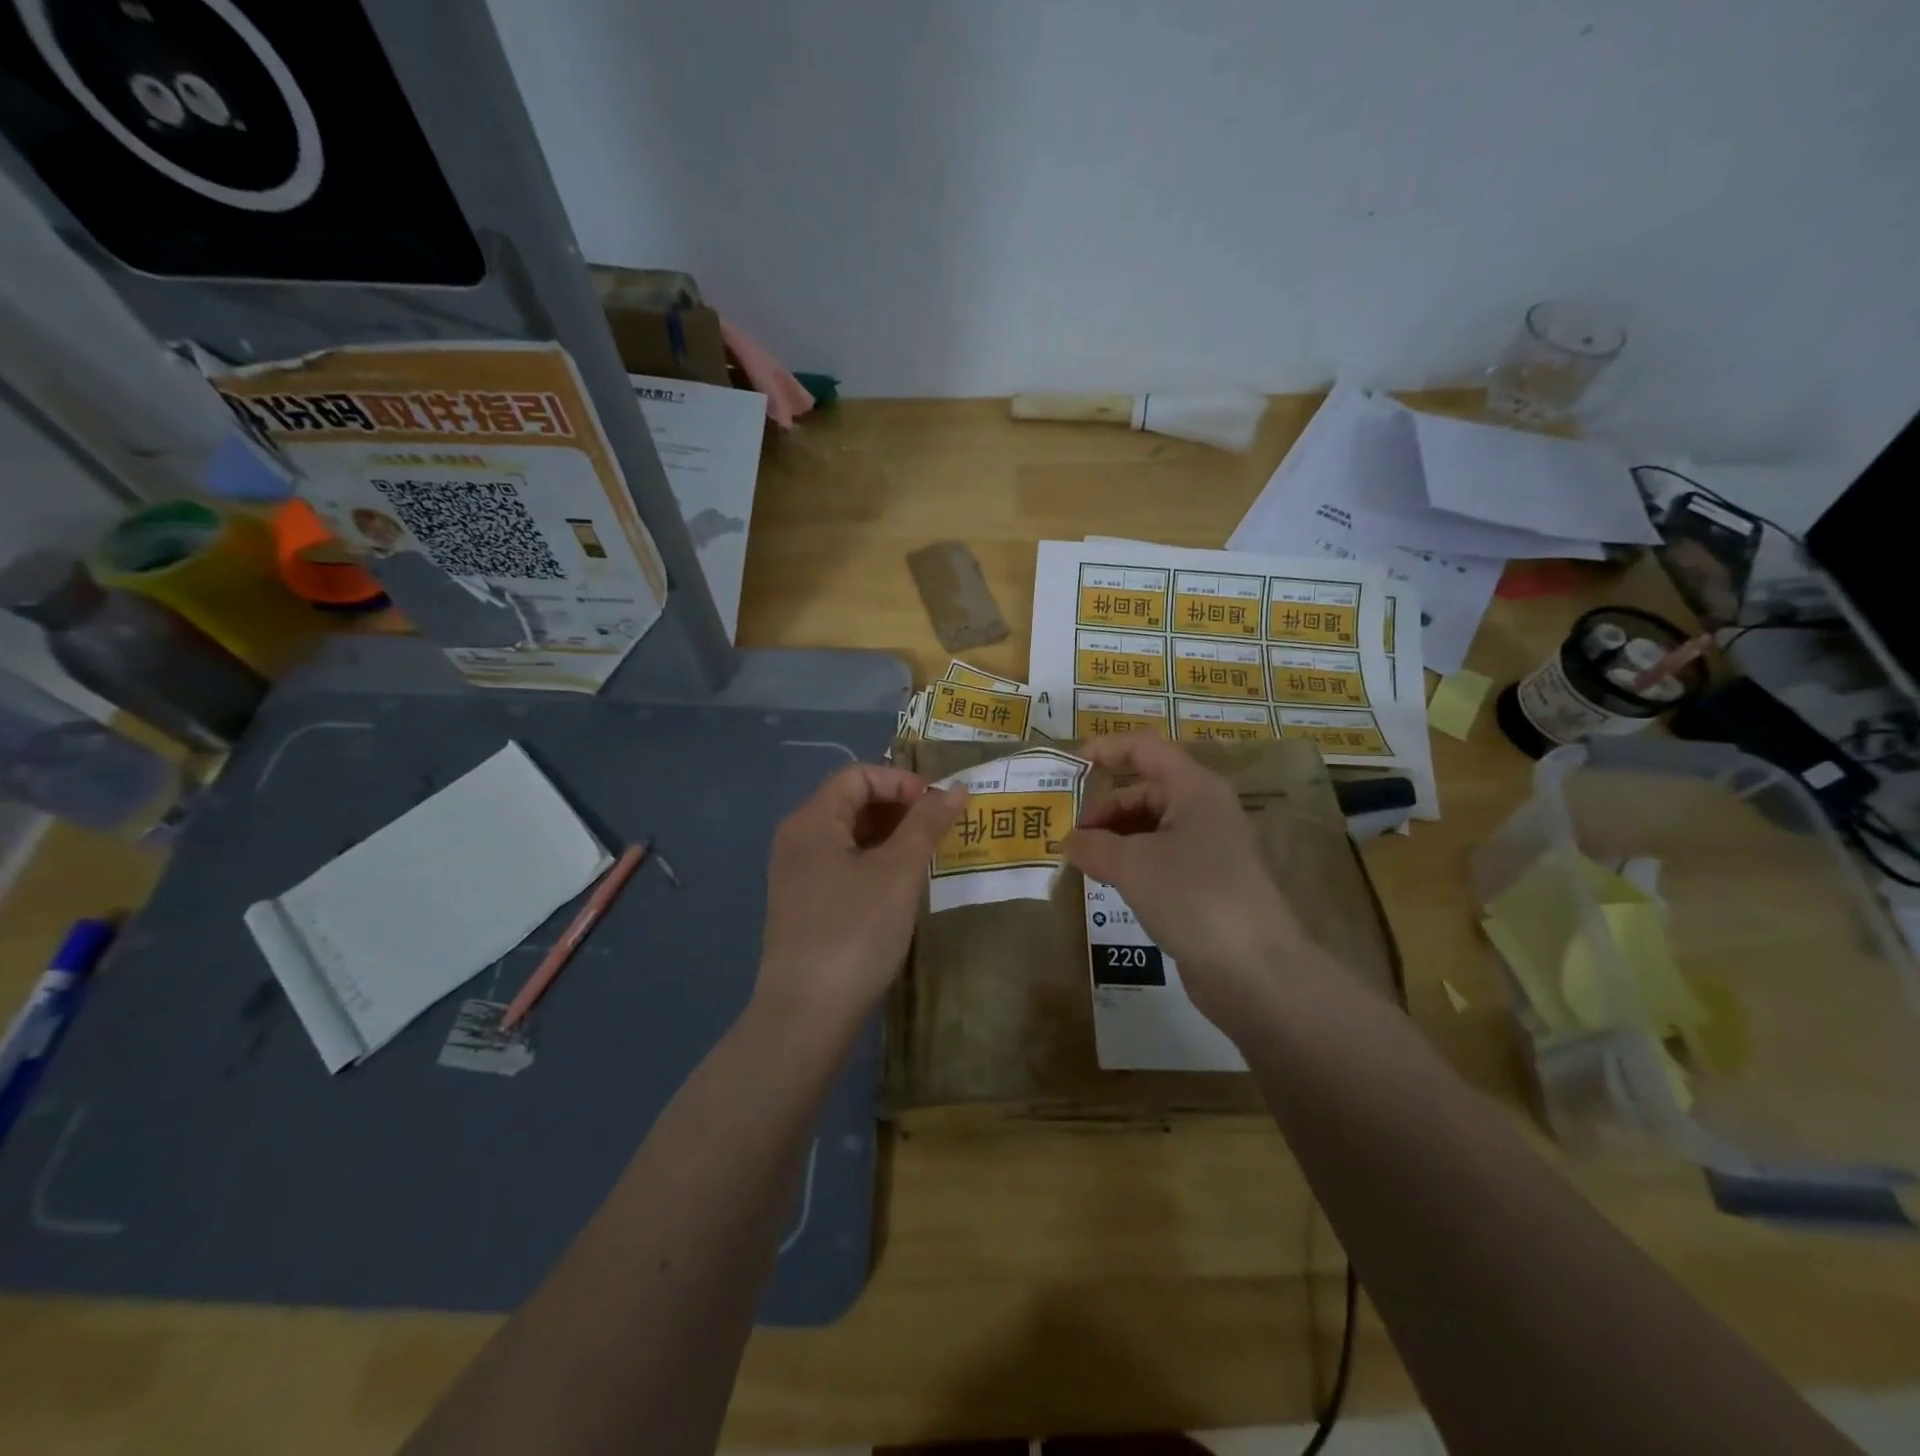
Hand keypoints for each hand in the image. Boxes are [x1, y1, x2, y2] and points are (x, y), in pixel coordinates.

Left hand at [756, 763, 966, 1037]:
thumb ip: (927, 824)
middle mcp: (798, 840)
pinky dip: (876, 863)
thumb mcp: (899, 872)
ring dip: (891, 837)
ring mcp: (799, 875)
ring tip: (929, 856)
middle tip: (941, 830)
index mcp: (812, 821)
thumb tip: (955, 788)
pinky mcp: (806, 905)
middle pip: (852, 802)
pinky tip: (903, 886)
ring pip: (850, 836)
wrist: (807, 1015)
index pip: (858, 775)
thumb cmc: (855, 931)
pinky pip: (844, 865)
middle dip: (900, 808)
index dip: (901, 781)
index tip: (938, 805)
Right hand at [1065, 736, 1305, 1025]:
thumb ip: (1093, 845)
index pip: (1145, 749)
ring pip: (1152, 826)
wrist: (1255, 970)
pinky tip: (1111, 883)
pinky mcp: (1208, 882)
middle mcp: (1205, 809)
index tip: (1070, 768)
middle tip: (1071, 836)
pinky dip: (1132, 862)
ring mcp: (1209, 847)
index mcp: (1194, 788)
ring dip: (1115, 837)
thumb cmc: (1193, 897)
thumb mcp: (1132, 865)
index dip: (1107, 750)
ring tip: (1084, 861)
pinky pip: (1161, 856)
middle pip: (1146, 790)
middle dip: (1105, 808)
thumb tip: (1068, 840)